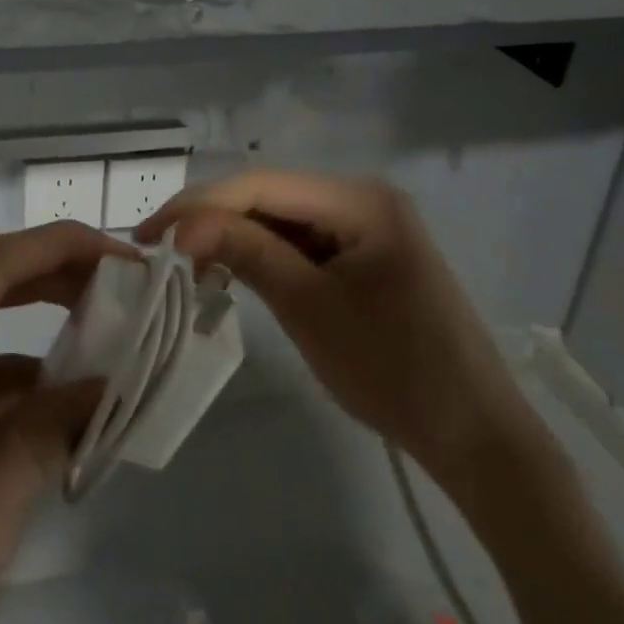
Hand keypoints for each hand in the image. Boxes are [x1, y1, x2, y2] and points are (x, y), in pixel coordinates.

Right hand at [138, 171, 537, 487]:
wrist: (474, 437)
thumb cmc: (393, 370)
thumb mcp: (309, 308)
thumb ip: (246, 252)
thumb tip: (181, 225)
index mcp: (359, 199)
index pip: (260, 186)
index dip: (199, 205)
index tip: (149, 236)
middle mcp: (362, 198)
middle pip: (268, 196)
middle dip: (211, 219)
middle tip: (157, 248)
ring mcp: (365, 227)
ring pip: (279, 219)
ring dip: (232, 237)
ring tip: (184, 262)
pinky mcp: (362, 256)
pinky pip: (299, 243)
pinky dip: (261, 255)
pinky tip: (229, 269)